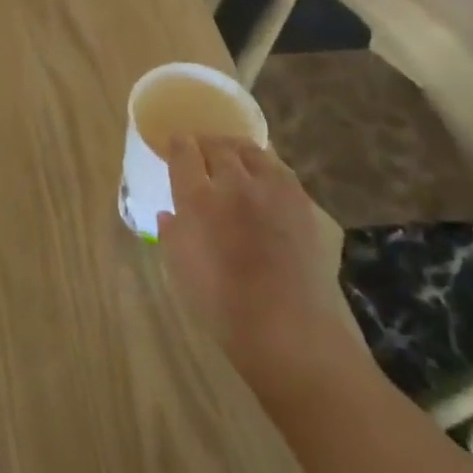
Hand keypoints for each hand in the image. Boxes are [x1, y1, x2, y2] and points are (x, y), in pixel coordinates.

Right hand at [157, 136, 362, 397]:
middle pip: (218, 146)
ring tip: (233, 156)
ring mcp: (272, 190)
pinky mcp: (302, 203)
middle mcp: (234, 183)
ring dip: (237, 149)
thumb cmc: (222, 305)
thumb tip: (170, 214)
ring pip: (252, 151)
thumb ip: (172, 234)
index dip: (177, 144)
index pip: (184, 152)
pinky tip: (264, 177)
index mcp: (198, 198)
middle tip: (201, 151)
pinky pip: (280, 170)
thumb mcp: (179, 269)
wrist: (289, 329)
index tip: (175, 144)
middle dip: (206, 143)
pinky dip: (266, 166)